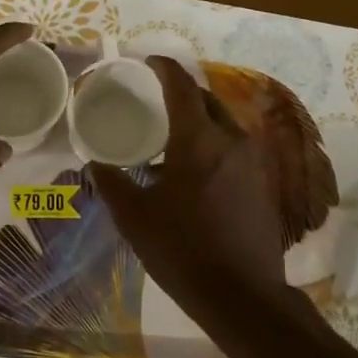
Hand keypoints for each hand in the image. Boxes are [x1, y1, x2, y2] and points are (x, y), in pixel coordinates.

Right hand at [90, 57, 289, 325]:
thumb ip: (112, 183)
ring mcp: (253, 162)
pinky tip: (194, 169)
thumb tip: (94, 163)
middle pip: (206, 100)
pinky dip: (213, 143)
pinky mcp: (263, 183)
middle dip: (182, 92)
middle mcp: (231, 140)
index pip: (181, 86)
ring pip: (223, 124)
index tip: (148, 62)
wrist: (242, 295)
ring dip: (199, 120)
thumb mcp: (134, 217)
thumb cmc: (182, 251)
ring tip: (172, 135)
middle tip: (155, 99)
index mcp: (198, 139)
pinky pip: (234, 147)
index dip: (164, 68)